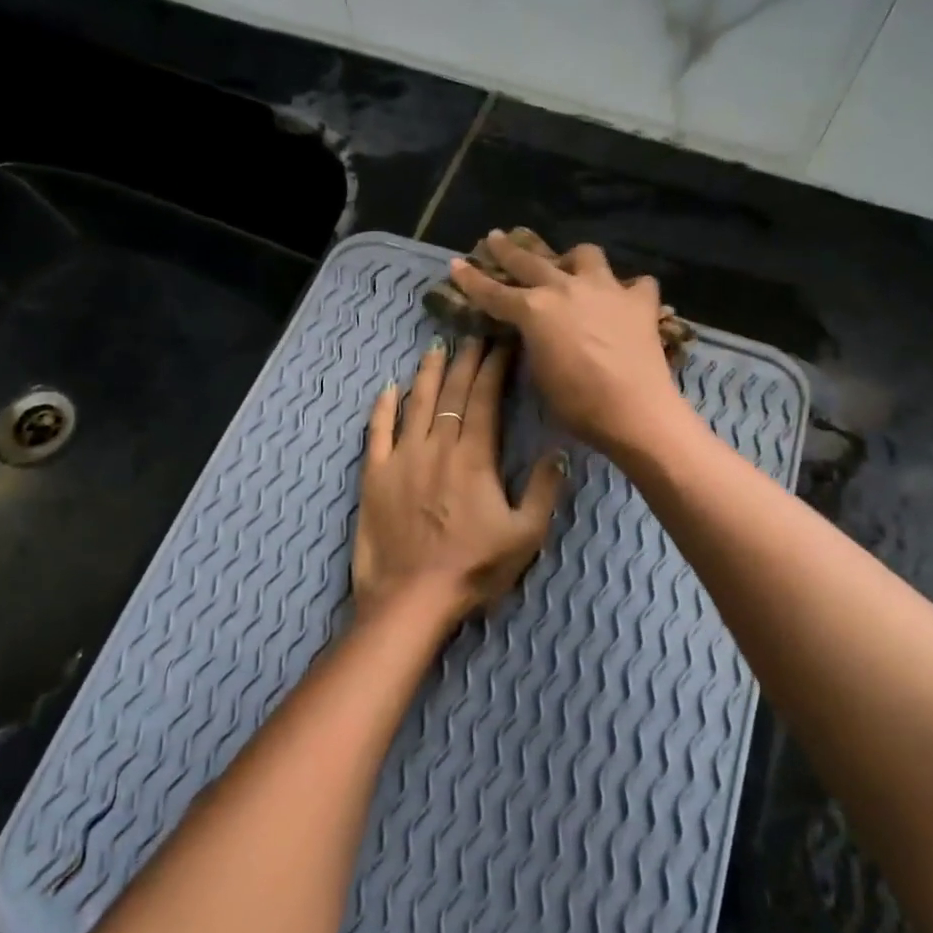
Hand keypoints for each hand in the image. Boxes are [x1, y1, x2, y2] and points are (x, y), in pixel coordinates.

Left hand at [353, 338, 565, 625]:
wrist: (412, 598)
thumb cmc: (474, 569)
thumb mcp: (526, 535)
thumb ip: (544, 490)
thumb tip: (558, 451)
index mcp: (474, 456)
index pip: (484, 398)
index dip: (494, 367)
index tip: (502, 344)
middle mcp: (436, 446)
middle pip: (451, 392)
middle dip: (465, 360)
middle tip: (473, 335)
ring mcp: (401, 458)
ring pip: (415, 403)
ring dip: (428, 374)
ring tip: (436, 348)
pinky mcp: (374, 475)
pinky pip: (377, 431)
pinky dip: (382, 407)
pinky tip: (388, 388)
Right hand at [448, 232, 690, 455]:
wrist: (634, 409)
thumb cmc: (577, 403)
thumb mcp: (539, 374)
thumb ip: (534, 343)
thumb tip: (536, 332)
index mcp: (534, 310)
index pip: (494, 292)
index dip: (471, 279)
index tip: (456, 264)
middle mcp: (566, 288)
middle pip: (530, 261)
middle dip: (509, 249)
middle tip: (496, 237)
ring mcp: (606, 289)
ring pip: (585, 254)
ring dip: (573, 259)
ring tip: (571, 266)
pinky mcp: (640, 301)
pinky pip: (635, 283)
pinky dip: (628, 289)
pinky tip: (625, 299)